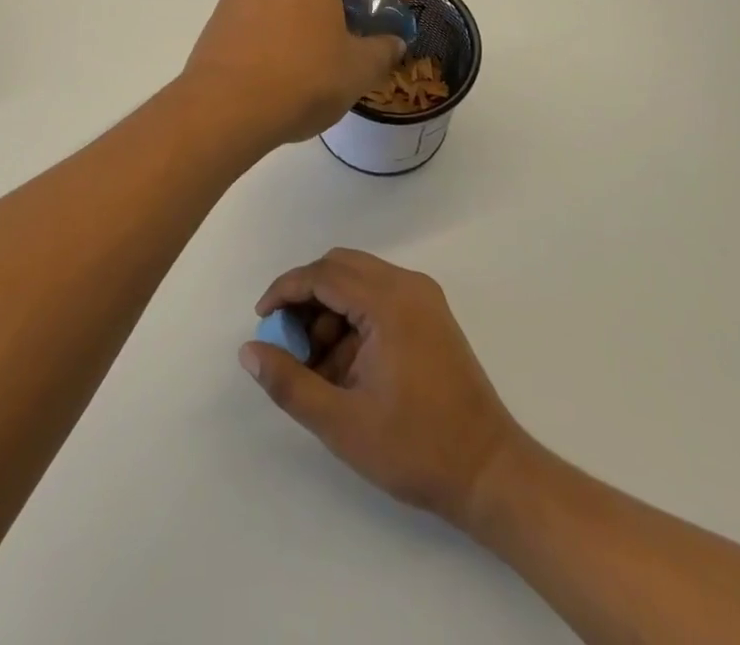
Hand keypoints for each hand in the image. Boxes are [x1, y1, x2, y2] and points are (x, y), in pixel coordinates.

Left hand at [181, 0, 410, 150]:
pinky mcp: (227, 1)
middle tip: (361, 4)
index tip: (403, 2)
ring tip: (332, 26)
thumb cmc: (301, 75)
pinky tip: (298, 40)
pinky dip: (289, 2)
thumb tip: (391, 43)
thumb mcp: (358, 67)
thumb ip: (383, 49)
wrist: (224, 104)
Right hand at [240, 249, 521, 528]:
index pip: (323, 274)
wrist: (491, 473)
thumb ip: (289, 383)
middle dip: (306, 297)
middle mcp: (407, 285)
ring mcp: (423, 298)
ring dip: (329, 308)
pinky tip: (345, 364)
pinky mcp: (431, 315)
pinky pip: (379, 296)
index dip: (285, 291)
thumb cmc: (415, 448)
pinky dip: (353, 317)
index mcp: (388, 302)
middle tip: (286, 338)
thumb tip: (248, 351)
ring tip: (316, 362)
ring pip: (359, 280)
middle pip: (340, 267)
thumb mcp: (341, 423)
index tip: (262, 320)